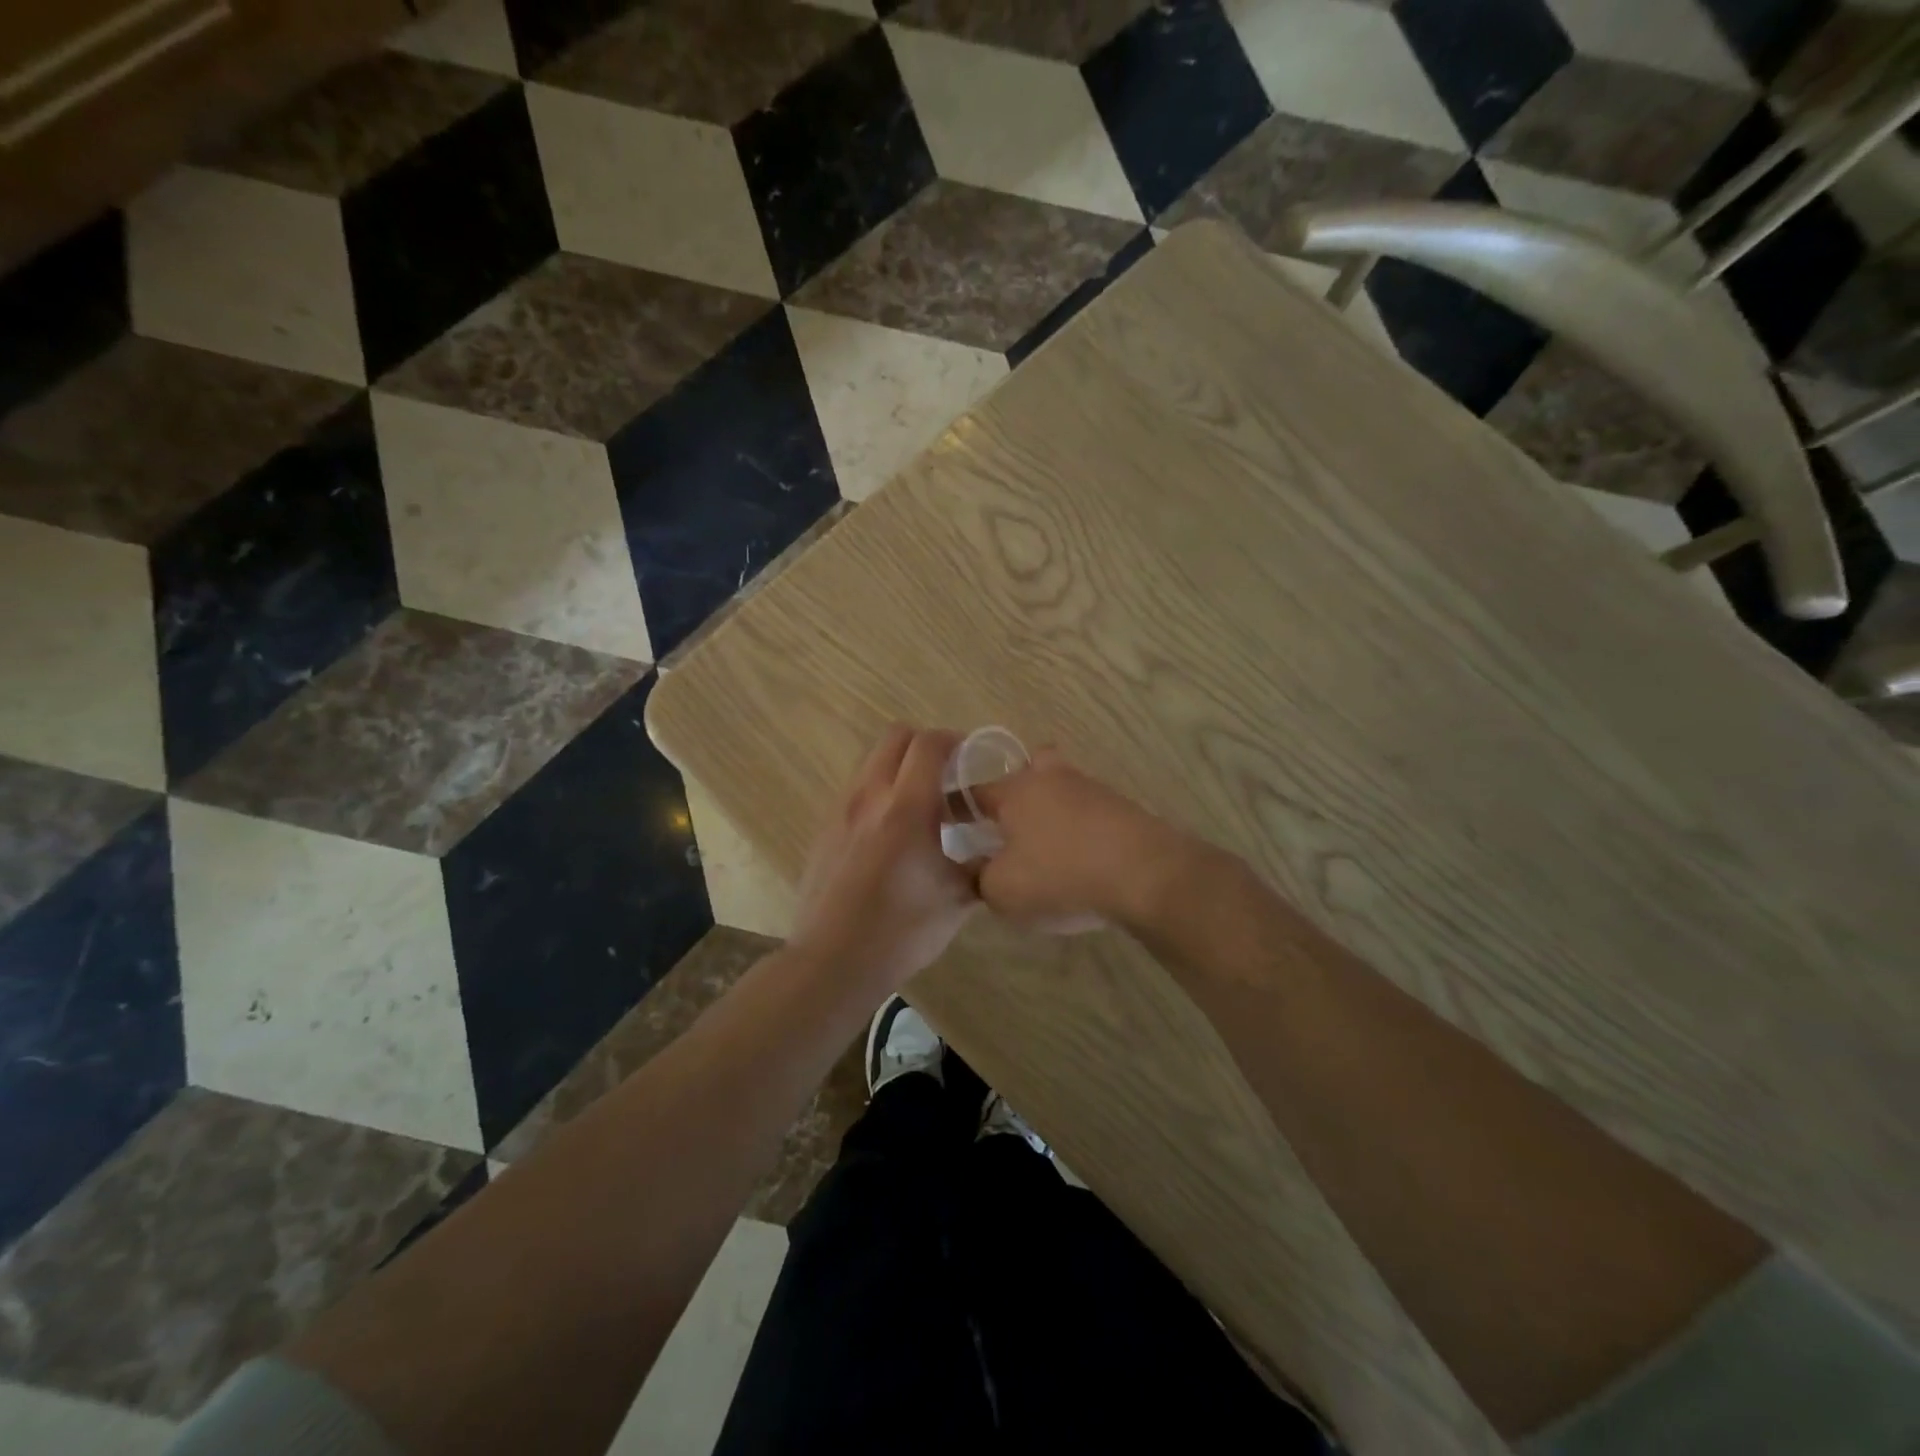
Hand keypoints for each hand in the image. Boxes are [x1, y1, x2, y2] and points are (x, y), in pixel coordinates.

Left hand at [790, 724, 978, 991]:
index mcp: (906, 806)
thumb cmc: (902, 930)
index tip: (971, 758)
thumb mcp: (957, 899)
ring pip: (872, 761)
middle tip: (947, 772)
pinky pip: (856, 790)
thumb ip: (980, 866)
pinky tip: (892, 832)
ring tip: (921, 803)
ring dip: (899, 767)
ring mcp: (841, 810)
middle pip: (896, 737)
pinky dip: (879, 792)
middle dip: (925, 744)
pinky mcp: (824, 829)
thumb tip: (994, 853)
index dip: (954, 740)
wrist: (832, 962)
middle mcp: (869, 796)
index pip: (929, 744)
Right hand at [970, 751, 1187, 933]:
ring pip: (1062, 787)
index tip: (951, 824)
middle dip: (1018, 789)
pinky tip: (1080, 858)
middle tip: (1011, 824)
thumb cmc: (1061, 874)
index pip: (973, 791)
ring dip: (1052, 809)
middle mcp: (1051, 779)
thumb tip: (976, 870)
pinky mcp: (1122, 808)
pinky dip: (1080, 828)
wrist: (1145, 873)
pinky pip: (1089, 811)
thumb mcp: (1003, 891)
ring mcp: (1091, 789)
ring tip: (1047, 849)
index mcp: (1015, 791)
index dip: (958, 808)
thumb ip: (979, 879)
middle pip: (1029, 767)